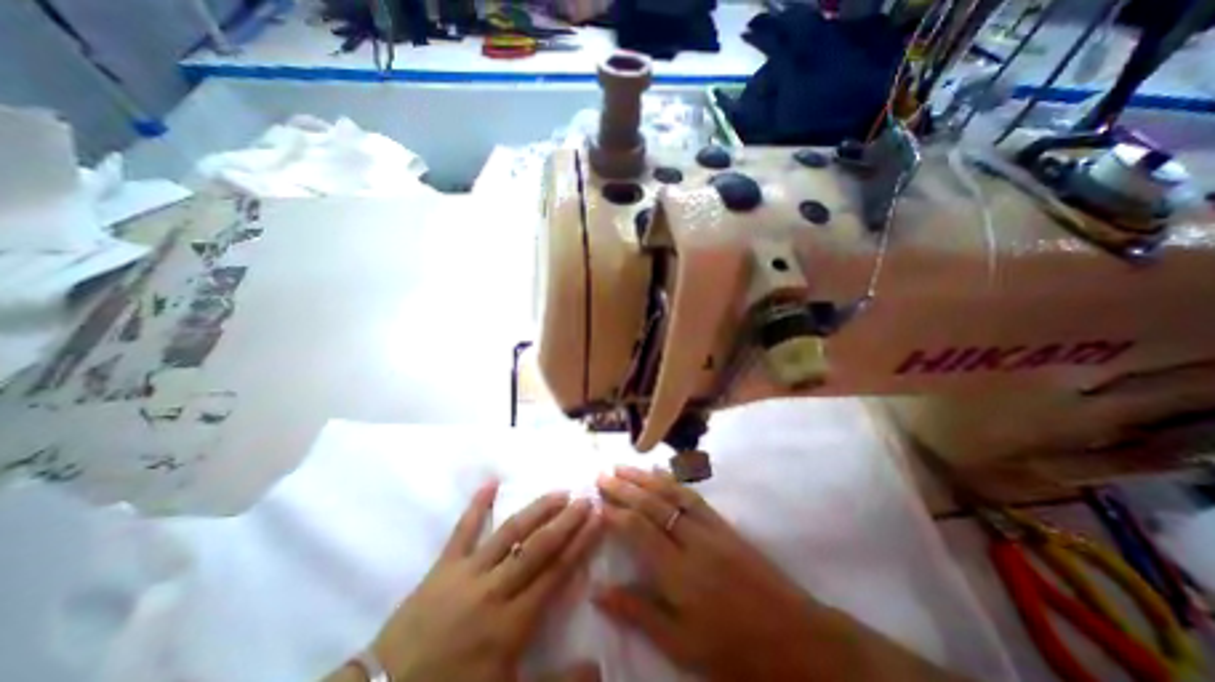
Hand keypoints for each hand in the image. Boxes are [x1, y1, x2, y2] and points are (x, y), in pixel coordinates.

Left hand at [364, 479, 600, 681]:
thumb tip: (598, 668)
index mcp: (512, 622)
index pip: (556, 572)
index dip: (579, 544)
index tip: (597, 519)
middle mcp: (495, 589)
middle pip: (538, 547)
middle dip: (566, 521)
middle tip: (585, 499)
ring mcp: (467, 573)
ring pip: (509, 533)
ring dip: (536, 510)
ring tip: (558, 492)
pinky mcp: (443, 566)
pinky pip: (463, 530)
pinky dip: (477, 506)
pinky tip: (491, 482)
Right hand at [595, 467, 963, 681]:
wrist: (797, 639)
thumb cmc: (735, 651)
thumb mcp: (682, 646)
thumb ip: (638, 613)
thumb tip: (598, 591)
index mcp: (679, 572)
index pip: (637, 530)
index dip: (614, 513)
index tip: (595, 502)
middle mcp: (692, 540)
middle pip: (652, 504)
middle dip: (624, 487)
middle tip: (602, 474)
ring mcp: (711, 527)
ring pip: (671, 493)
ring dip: (644, 477)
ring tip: (623, 466)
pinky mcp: (724, 524)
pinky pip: (693, 495)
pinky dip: (672, 480)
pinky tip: (661, 473)